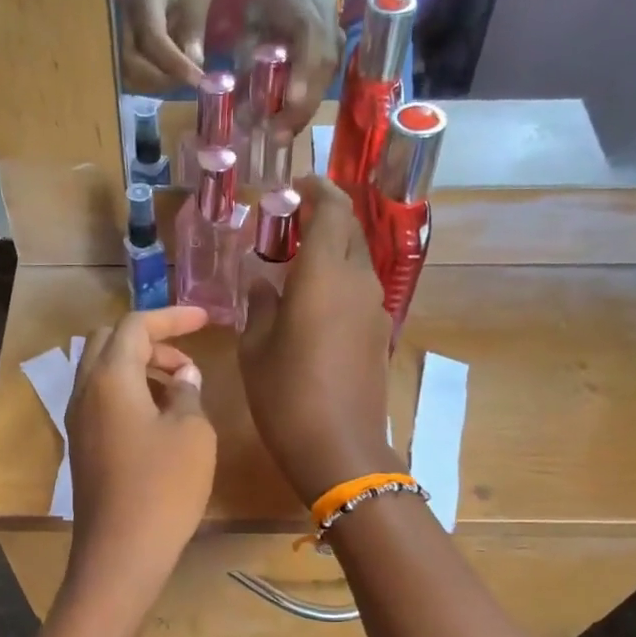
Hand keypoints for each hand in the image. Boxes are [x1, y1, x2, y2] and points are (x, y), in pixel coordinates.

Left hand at [65, 305, 216, 602]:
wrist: (121, 552)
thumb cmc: (163, 487)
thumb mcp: (191, 432)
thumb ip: (187, 392)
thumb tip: (181, 377)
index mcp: (110, 377)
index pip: (135, 325)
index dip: (172, 317)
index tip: (206, 320)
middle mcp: (85, 391)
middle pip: (109, 342)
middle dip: (150, 341)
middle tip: (186, 360)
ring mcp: (78, 421)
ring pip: (103, 372)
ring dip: (139, 368)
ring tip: (178, 389)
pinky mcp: (81, 447)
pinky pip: (102, 401)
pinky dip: (129, 393)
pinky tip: (159, 419)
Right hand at [119, 0, 212, 93]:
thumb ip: (194, 23)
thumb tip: (194, 64)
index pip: (154, 39)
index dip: (176, 64)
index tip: (199, 80)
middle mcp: (124, 18)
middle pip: (133, 66)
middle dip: (164, 81)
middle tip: (191, 81)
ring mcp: (119, 32)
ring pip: (129, 75)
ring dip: (156, 85)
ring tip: (181, 78)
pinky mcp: (121, 43)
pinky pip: (131, 72)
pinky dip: (150, 82)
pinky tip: (170, 75)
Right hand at [239, 176, 399, 504]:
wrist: (340, 448)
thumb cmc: (287, 395)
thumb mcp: (256, 348)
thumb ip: (259, 303)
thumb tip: (262, 280)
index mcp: (326, 274)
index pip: (332, 208)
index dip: (316, 189)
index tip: (291, 188)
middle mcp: (358, 282)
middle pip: (350, 230)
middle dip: (323, 217)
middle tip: (287, 227)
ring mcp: (375, 309)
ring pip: (357, 261)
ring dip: (332, 251)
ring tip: (294, 265)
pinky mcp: (379, 334)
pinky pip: (359, 291)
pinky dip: (338, 281)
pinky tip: (312, 304)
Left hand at [242, 0, 343, 133]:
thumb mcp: (254, 16)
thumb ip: (247, 55)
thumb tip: (238, 102)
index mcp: (308, 20)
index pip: (308, 59)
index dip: (295, 90)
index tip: (279, 116)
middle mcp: (330, 40)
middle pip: (317, 86)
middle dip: (295, 116)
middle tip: (273, 139)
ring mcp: (337, 54)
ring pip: (320, 94)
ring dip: (299, 118)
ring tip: (277, 138)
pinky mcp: (336, 66)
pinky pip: (320, 93)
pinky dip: (303, 110)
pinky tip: (287, 124)